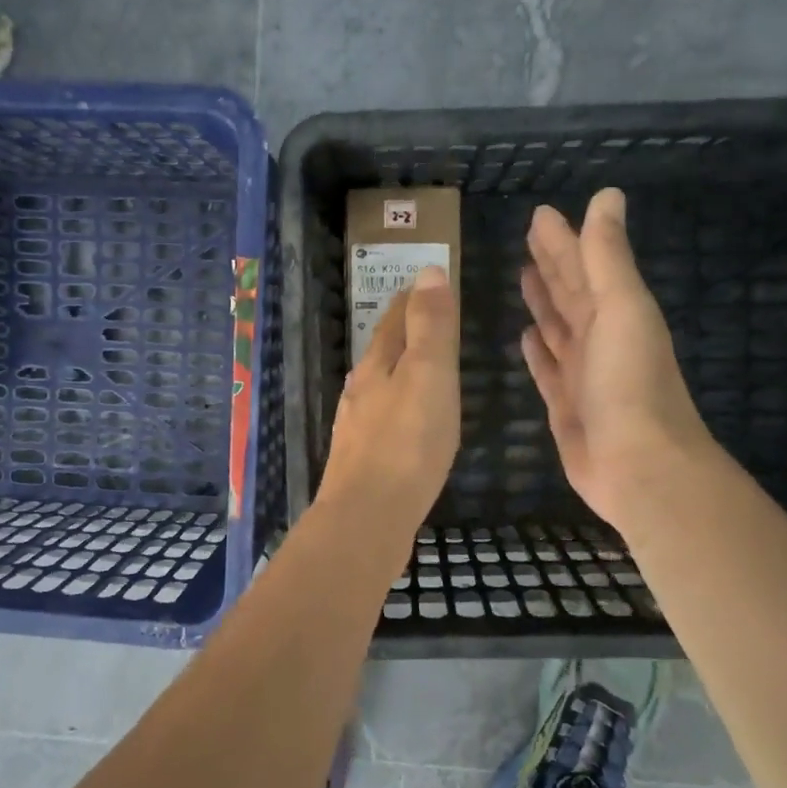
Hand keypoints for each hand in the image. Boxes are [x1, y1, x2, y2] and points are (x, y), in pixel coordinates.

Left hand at [317, 265, 459, 528]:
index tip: (427, 284)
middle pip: (382, 350)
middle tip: (426, 320)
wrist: (367, 516)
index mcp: (377, 364)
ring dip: (396, 370)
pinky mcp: (361, 459)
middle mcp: (360, 389)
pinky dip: (395, 406)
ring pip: (378, 385)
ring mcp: (356, 426)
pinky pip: (381, 419)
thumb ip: (430, 325)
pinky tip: (402, 423)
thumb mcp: (429, 374)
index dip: (412, 299)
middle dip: (402, 331)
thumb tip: (428, 270)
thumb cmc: (408, 442)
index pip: (394, 318)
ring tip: (418, 369)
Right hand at [521, 189, 719, 532]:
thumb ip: (608, 257)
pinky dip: (538, 351)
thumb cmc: (630, 384)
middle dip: (551, 265)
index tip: (540, 215)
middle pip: (570, 293)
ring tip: (523, 278)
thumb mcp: (623, 309)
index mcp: (616, 312)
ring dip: (543, 303)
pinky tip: (525, 336)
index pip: (583, 265)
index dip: (563, 239)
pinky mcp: (565, 406)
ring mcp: (583, 374)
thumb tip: (606, 196)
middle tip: (526, 237)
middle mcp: (600, 338)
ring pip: (558, 328)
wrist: (639, 467)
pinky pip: (547, 369)